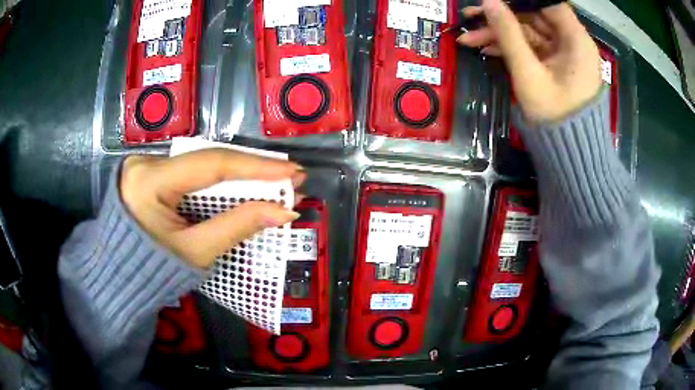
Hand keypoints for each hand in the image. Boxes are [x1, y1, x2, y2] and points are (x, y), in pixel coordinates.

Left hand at [120, 150, 305, 268]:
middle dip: (252, 170)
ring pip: (203, 163)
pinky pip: (193, 171)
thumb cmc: (153, 270)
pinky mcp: (152, 170)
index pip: (210, 165)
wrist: (121, 275)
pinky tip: (244, 185)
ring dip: (239, 174)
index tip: (292, 171)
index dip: (256, 167)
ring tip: (274, 182)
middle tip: (290, 177)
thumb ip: (236, 227)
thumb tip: (283, 212)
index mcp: (149, 181)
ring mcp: (147, 163)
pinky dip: (220, 180)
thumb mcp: (195, 252)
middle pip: (209, 160)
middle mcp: (146, 162)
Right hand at [457, 0, 601, 122]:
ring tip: (468, 38)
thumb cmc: (556, 117)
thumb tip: (488, 2)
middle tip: (470, 17)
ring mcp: (563, 54)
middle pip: (534, 17)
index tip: (493, 1)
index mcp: (576, 41)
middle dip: (502, 17)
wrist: (570, 156)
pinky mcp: (555, 65)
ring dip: (500, 34)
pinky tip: (486, 49)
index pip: (548, 4)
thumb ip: (508, 34)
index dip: (520, 0)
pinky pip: (531, 48)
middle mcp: (572, 43)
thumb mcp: (529, 73)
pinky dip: (510, 48)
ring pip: (529, 33)